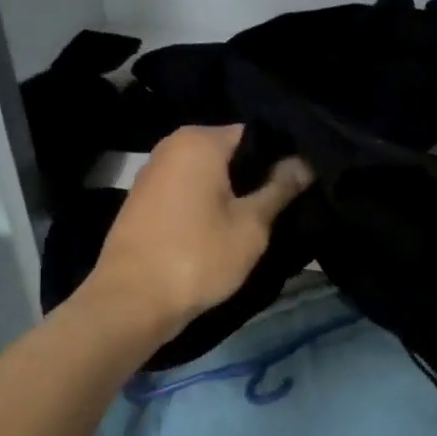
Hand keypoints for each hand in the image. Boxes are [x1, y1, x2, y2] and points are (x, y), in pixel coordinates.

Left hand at [84, 125, 311, 343]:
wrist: (131, 301)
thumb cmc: (198, 257)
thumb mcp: (251, 226)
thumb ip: (280, 189)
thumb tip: (305, 163)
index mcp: (199, 140)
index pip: (256, 134)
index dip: (283, 157)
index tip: (302, 182)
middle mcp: (172, 145)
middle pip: (230, 153)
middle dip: (257, 176)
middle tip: (286, 205)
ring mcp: (153, 173)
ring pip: (208, 175)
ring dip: (232, 194)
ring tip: (259, 219)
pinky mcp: (143, 201)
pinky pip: (188, 192)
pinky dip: (207, 205)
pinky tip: (223, 229)